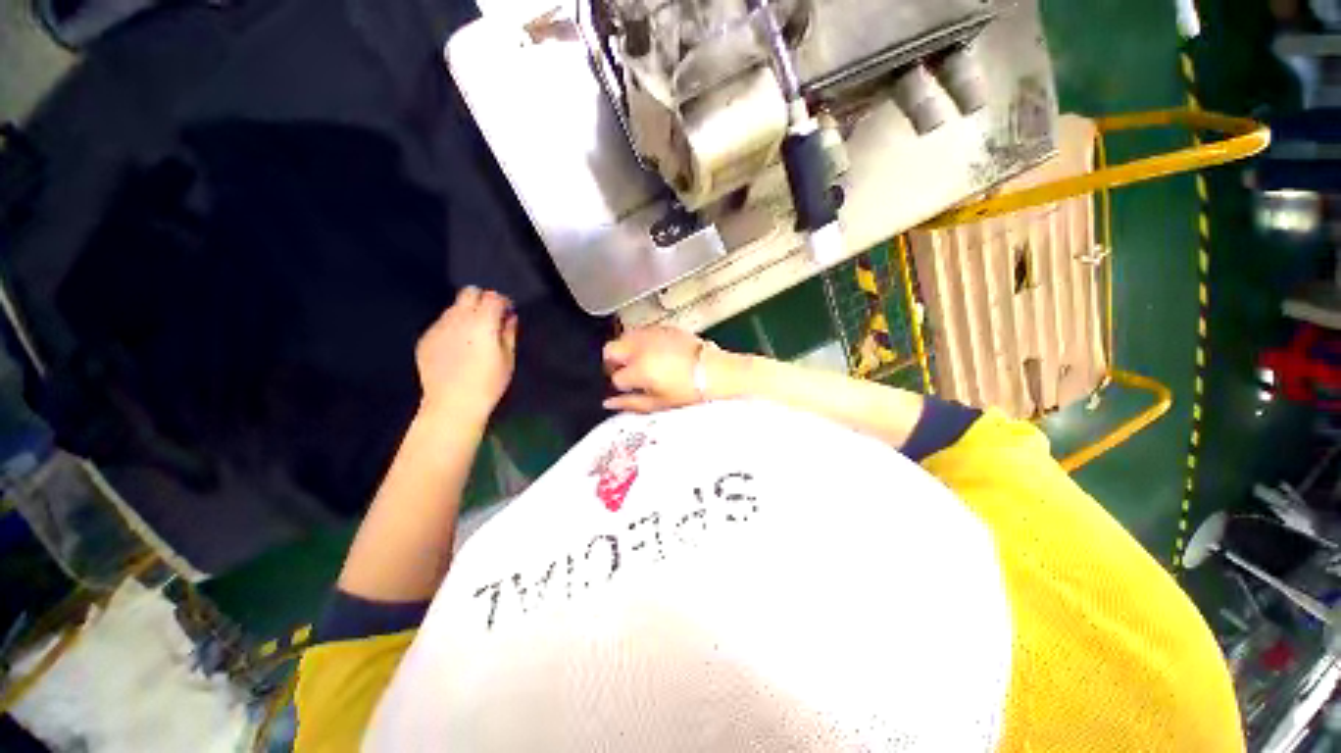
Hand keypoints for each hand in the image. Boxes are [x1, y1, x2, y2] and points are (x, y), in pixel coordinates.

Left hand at [416, 287, 517, 421]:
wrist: (452, 404)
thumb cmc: (487, 384)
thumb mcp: (508, 359)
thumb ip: (509, 332)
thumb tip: (509, 317)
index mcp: (483, 323)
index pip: (494, 297)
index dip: (503, 302)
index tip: (507, 312)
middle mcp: (458, 319)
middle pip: (470, 292)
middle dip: (482, 300)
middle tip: (490, 319)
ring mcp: (439, 328)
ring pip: (454, 308)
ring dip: (466, 314)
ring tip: (474, 337)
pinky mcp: (426, 339)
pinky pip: (442, 324)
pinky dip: (452, 329)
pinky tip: (458, 349)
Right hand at [603, 326, 722, 412]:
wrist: (716, 372)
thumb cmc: (689, 392)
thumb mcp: (658, 403)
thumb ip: (630, 403)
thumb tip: (608, 404)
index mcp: (638, 369)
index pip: (616, 377)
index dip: (620, 386)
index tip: (628, 390)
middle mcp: (640, 347)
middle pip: (610, 350)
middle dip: (613, 363)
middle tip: (626, 374)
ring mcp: (651, 334)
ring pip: (624, 337)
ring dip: (626, 350)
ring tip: (640, 363)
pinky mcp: (663, 328)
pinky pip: (642, 332)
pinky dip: (641, 342)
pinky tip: (654, 353)